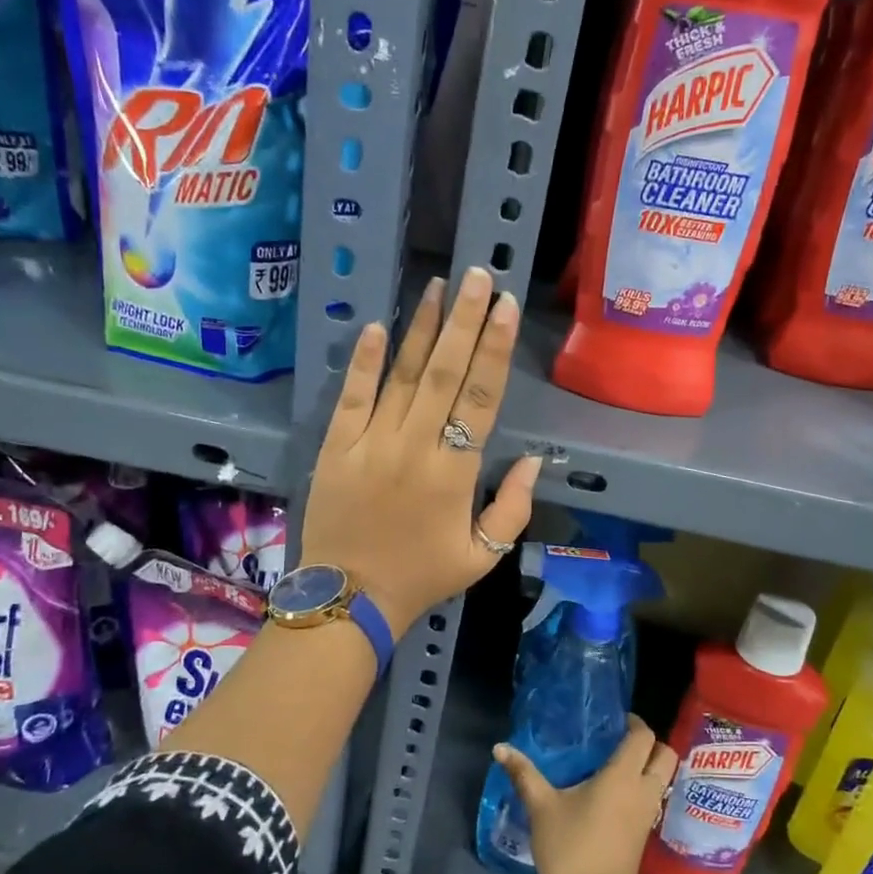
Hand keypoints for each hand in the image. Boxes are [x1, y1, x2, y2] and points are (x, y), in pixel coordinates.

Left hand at [299, 267, 541, 636]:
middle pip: (445, 373)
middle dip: (464, 321)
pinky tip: (374, 327)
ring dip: (421, 329)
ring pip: (401, 375)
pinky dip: (362, 362)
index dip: (495, 349)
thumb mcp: (482, 556)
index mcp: (454, 472)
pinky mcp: (337, 447)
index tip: (505, 307)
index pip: (481, 398)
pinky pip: (351, 397)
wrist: (349, 597)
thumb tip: (535, 459)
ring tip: (437, 287)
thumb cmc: (422, 576)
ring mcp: (371, 442)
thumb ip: (512, 508)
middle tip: (477, 276)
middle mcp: (414, 446)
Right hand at [493, 717, 678, 873]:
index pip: (644, 737)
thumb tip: (500, 748)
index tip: (613, 719)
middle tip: (619, 740)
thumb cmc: (569, 849)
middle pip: (665, 755)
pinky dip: (642, 787)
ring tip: (614, 763)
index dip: (634, 722)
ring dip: (648, 766)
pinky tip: (612, 792)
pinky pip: (653, 798)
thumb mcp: (542, 808)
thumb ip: (523, 774)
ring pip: (662, 778)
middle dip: (649, 743)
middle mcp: (643, 791)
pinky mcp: (644, 834)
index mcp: (623, 777)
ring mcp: (648, 815)